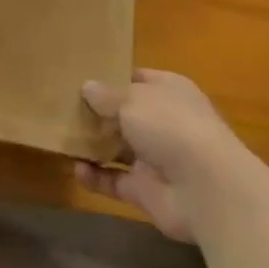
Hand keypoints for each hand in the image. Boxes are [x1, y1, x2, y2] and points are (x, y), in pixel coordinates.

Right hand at [76, 70, 258, 241]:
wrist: (206, 189)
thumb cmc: (171, 126)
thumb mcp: (132, 100)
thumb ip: (106, 96)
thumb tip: (86, 86)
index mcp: (168, 90)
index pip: (136, 78)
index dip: (111, 77)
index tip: (80, 77)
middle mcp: (163, 121)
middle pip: (125, 114)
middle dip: (97, 112)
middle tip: (62, 107)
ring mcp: (156, 157)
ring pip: (118, 147)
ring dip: (93, 144)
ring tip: (62, 136)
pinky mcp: (147, 190)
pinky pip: (115, 180)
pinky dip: (96, 177)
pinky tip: (75, 169)